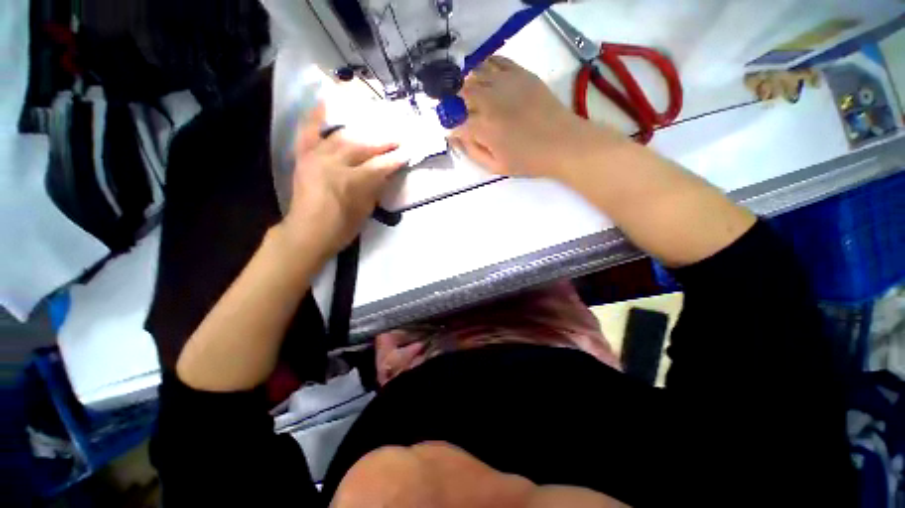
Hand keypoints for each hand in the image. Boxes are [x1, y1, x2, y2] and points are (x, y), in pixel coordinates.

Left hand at [283, 104, 406, 257]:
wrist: (307, 233)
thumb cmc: (341, 228)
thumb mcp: (365, 211)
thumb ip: (375, 188)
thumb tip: (385, 173)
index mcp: (351, 182)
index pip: (380, 165)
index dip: (395, 159)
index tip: (408, 152)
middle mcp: (333, 163)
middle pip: (362, 147)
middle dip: (382, 142)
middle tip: (397, 138)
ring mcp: (316, 157)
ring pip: (342, 137)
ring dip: (361, 133)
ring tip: (375, 131)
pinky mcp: (303, 157)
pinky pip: (309, 132)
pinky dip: (316, 117)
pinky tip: (325, 103)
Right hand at [450, 56, 624, 179]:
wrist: (563, 143)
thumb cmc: (528, 160)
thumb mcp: (496, 167)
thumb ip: (472, 152)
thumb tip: (456, 137)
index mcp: (484, 128)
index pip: (456, 122)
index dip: (452, 127)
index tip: (456, 133)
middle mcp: (490, 101)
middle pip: (461, 93)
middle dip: (456, 103)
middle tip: (462, 114)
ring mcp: (506, 83)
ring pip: (475, 74)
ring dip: (468, 85)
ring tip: (473, 97)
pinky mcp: (521, 74)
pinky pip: (496, 61)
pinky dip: (486, 67)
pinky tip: (487, 79)